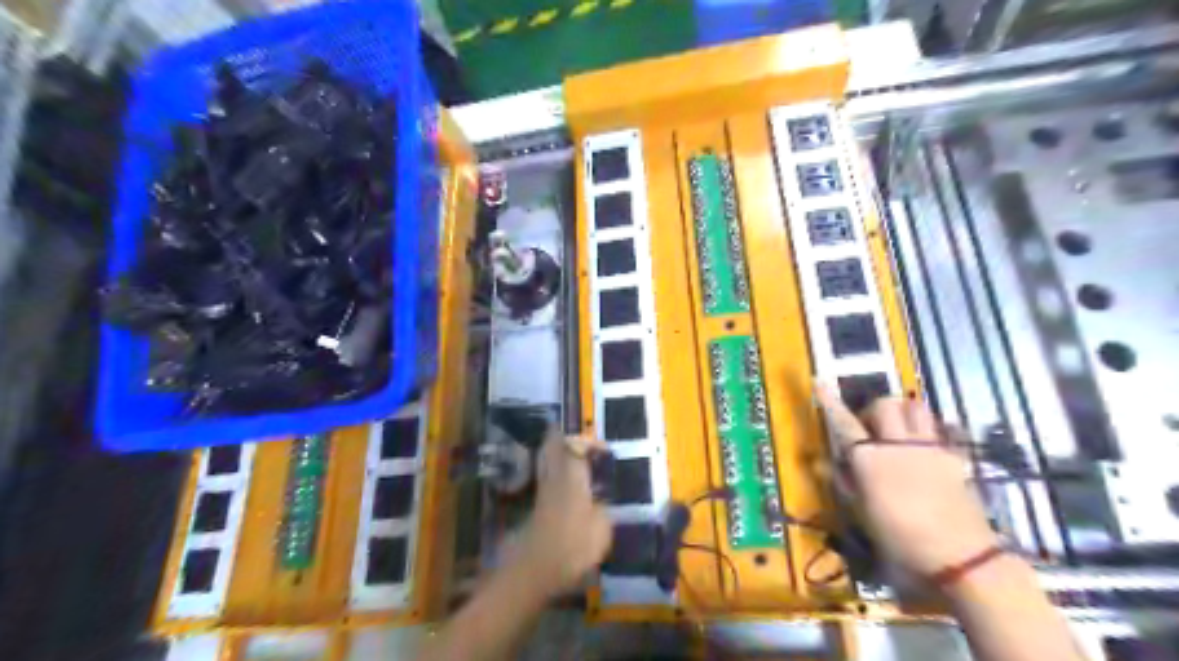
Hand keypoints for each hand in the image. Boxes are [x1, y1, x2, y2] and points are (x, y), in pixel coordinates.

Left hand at [511, 429, 611, 597]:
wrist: (534, 571)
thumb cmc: (572, 547)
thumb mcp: (601, 529)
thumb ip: (603, 508)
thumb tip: (601, 500)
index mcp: (571, 476)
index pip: (575, 443)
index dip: (589, 441)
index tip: (605, 452)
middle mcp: (554, 476)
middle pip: (553, 444)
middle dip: (567, 439)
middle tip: (587, 446)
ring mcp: (543, 489)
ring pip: (547, 458)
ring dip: (561, 453)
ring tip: (581, 461)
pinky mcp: (538, 504)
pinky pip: (547, 475)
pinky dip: (558, 471)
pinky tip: (572, 485)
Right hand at [817, 389, 996, 577]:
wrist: (960, 554)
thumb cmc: (900, 536)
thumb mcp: (862, 513)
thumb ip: (843, 482)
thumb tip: (822, 462)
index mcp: (868, 458)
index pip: (844, 421)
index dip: (829, 401)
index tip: (819, 382)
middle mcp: (897, 443)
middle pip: (884, 405)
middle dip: (873, 409)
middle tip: (869, 427)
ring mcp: (928, 447)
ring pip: (915, 407)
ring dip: (903, 410)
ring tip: (899, 427)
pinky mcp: (953, 456)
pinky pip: (940, 429)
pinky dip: (929, 429)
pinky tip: (926, 445)